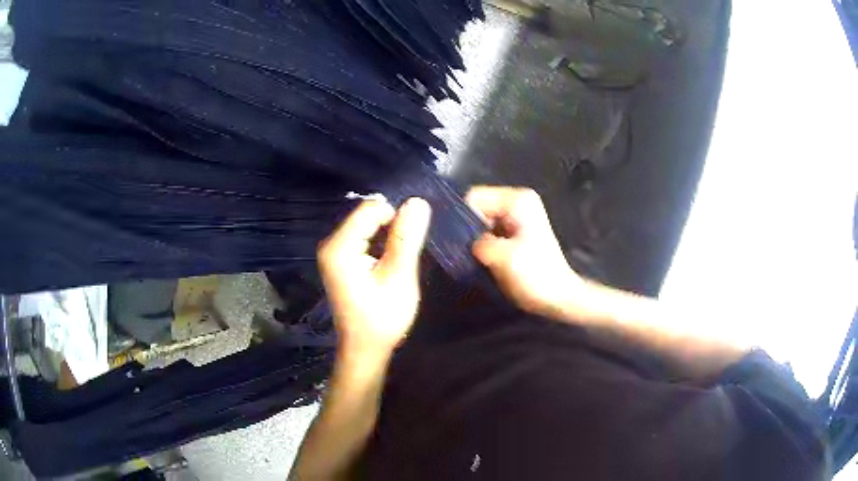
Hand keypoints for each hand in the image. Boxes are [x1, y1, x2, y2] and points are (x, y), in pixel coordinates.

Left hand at [317, 198, 431, 355]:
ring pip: (367, 225)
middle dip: (390, 229)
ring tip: (395, 264)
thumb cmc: (383, 318)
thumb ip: (407, 238)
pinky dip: (379, 245)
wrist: (365, 348)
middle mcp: (330, 243)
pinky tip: (386, 266)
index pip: (371, 208)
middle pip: (367, 215)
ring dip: (387, 238)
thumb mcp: (400, 277)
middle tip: (402, 258)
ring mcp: (332, 251)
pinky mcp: (338, 258)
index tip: (406, 247)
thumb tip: (417, 201)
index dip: (396, 221)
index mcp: (340, 247)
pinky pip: (363, 236)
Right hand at [466, 186, 585, 317]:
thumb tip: (459, 240)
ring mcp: (516, 218)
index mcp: (517, 200)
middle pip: (477, 208)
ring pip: (480, 222)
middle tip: (469, 254)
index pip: (475, 197)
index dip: (464, 218)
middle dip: (469, 230)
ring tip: (478, 260)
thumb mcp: (503, 257)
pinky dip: (483, 246)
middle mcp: (516, 202)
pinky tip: (485, 261)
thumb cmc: (535, 276)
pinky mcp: (514, 234)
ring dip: (475, 241)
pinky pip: (487, 233)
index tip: (463, 243)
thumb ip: (477, 243)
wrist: (558, 299)